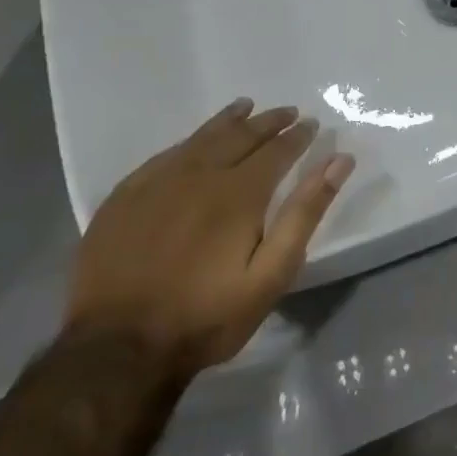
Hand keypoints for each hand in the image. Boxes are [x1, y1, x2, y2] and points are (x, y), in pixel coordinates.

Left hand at [66, 100, 353, 380]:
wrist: (118, 348)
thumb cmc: (207, 315)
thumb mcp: (271, 273)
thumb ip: (305, 212)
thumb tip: (338, 161)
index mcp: (238, 193)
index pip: (276, 150)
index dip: (297, 136)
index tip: (311, 124)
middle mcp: (198, 175)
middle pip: (239, 136)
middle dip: (267, 122)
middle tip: (286, 112)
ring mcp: (156, 184)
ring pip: (199, 139)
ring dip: (227, 121)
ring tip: (244, 107)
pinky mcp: (123, 199)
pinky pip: (163, 156)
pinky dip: (187, 142)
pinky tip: (192, 143)